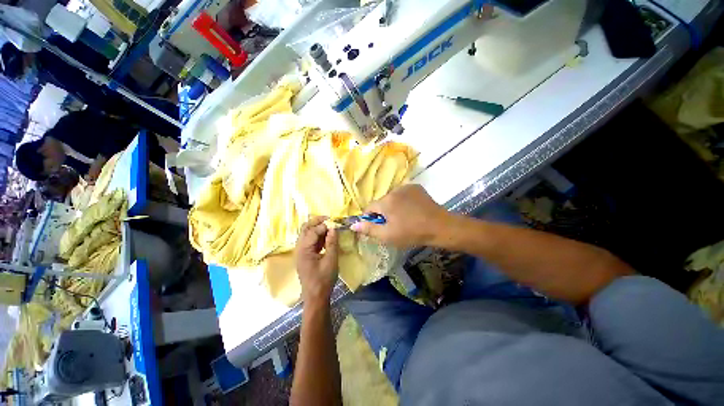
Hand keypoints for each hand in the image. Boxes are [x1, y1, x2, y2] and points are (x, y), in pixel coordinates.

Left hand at [296, 216, 338, 305]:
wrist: (315, 297)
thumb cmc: (324, 279)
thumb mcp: (331, 260)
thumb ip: (332, 243)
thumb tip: (333, 228)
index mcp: (304, 249)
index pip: (313, 231)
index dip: (325, 226)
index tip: (336, 224)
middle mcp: (299, 248)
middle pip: (305, 228)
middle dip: (317, 221)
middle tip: (329, 219)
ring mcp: (301, 251)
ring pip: (306, 233)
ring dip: (317, 228)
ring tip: (329, 227)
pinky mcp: (304, 255)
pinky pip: (309, 240)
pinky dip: (317, 236)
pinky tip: (326, 237)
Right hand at [351, 184, 449, 247]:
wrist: (440, 227)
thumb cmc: (412, 233)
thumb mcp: (388, 235)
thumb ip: (369, 229)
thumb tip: (352, 225)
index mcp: (385, 202)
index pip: (369, 208)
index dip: (371, 219)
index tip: (379, 227)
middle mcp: (394, 190)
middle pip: (381, 203)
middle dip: (384, 213)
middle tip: (394, 225)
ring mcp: (406, 187)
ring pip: (392, 198)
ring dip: (394, 206)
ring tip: (405, 218)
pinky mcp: (416, 188)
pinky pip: (404, 194)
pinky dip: (404, 201)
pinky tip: (412, 210)